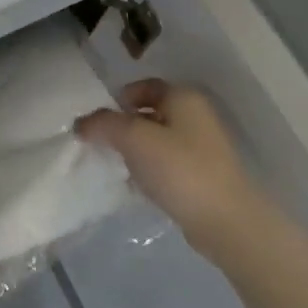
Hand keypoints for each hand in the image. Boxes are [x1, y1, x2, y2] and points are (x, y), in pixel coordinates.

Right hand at [76, 80, 262, 257]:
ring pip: (157, 140)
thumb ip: (103, 124)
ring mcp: (203, 147)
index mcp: (183, 98)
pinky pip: (167, 164)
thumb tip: (81, 123)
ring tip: (118, 168)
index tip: (99, 122)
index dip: (118, 99)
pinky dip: (150, 170)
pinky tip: (138, 187)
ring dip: (135, 151)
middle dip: (123, 127)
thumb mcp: (133, 138)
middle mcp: (196, 116)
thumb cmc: (179, 169)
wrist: (226, 222)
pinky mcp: (203, 175)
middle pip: (149, 113)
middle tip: (103, 144)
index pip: (144, 86)